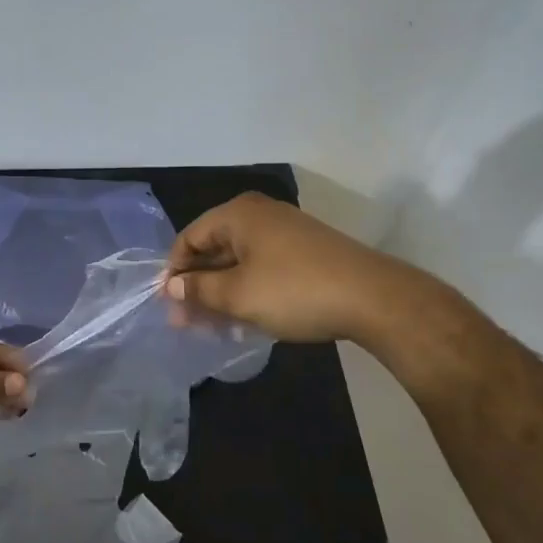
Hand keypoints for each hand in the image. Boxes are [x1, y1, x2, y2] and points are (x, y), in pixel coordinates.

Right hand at [163, 192, 391, 343]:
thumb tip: (172, 288)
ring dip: (221, 292)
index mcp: (238, 214)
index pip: (189, 238)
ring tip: (213, 328)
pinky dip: (247, 290)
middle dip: (198, 286)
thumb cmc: (294, 291)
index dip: (174, 272)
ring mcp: (285, 231)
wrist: (373, 298)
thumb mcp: (238, 295)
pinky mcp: (304, 251)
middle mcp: (260, 214)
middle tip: (187, 323)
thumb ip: (199, 290)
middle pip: (214, 248)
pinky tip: (244, 319)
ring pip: (238, 261)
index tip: (168, 307)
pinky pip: (262, 267)